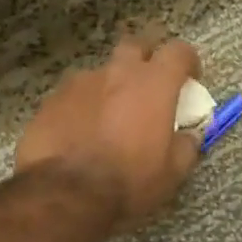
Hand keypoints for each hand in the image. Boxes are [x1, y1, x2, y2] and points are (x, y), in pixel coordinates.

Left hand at [15, 37, 202, 229]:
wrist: (66, 195)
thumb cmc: (129, 181)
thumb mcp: (171, 173)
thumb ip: (186, 146)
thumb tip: (190, 135)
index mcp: (153, 84)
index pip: (178, 51)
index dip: (187, 61)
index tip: (190, 79)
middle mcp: (116, 73)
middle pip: (135, 46)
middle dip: (145, 59)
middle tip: (148, 86)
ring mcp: (79, 83)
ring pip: (100, 73)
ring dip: (110, 87)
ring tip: (108, 118)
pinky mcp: (50, 100)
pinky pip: (73, 95)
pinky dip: (82, 107)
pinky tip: (79, 133)